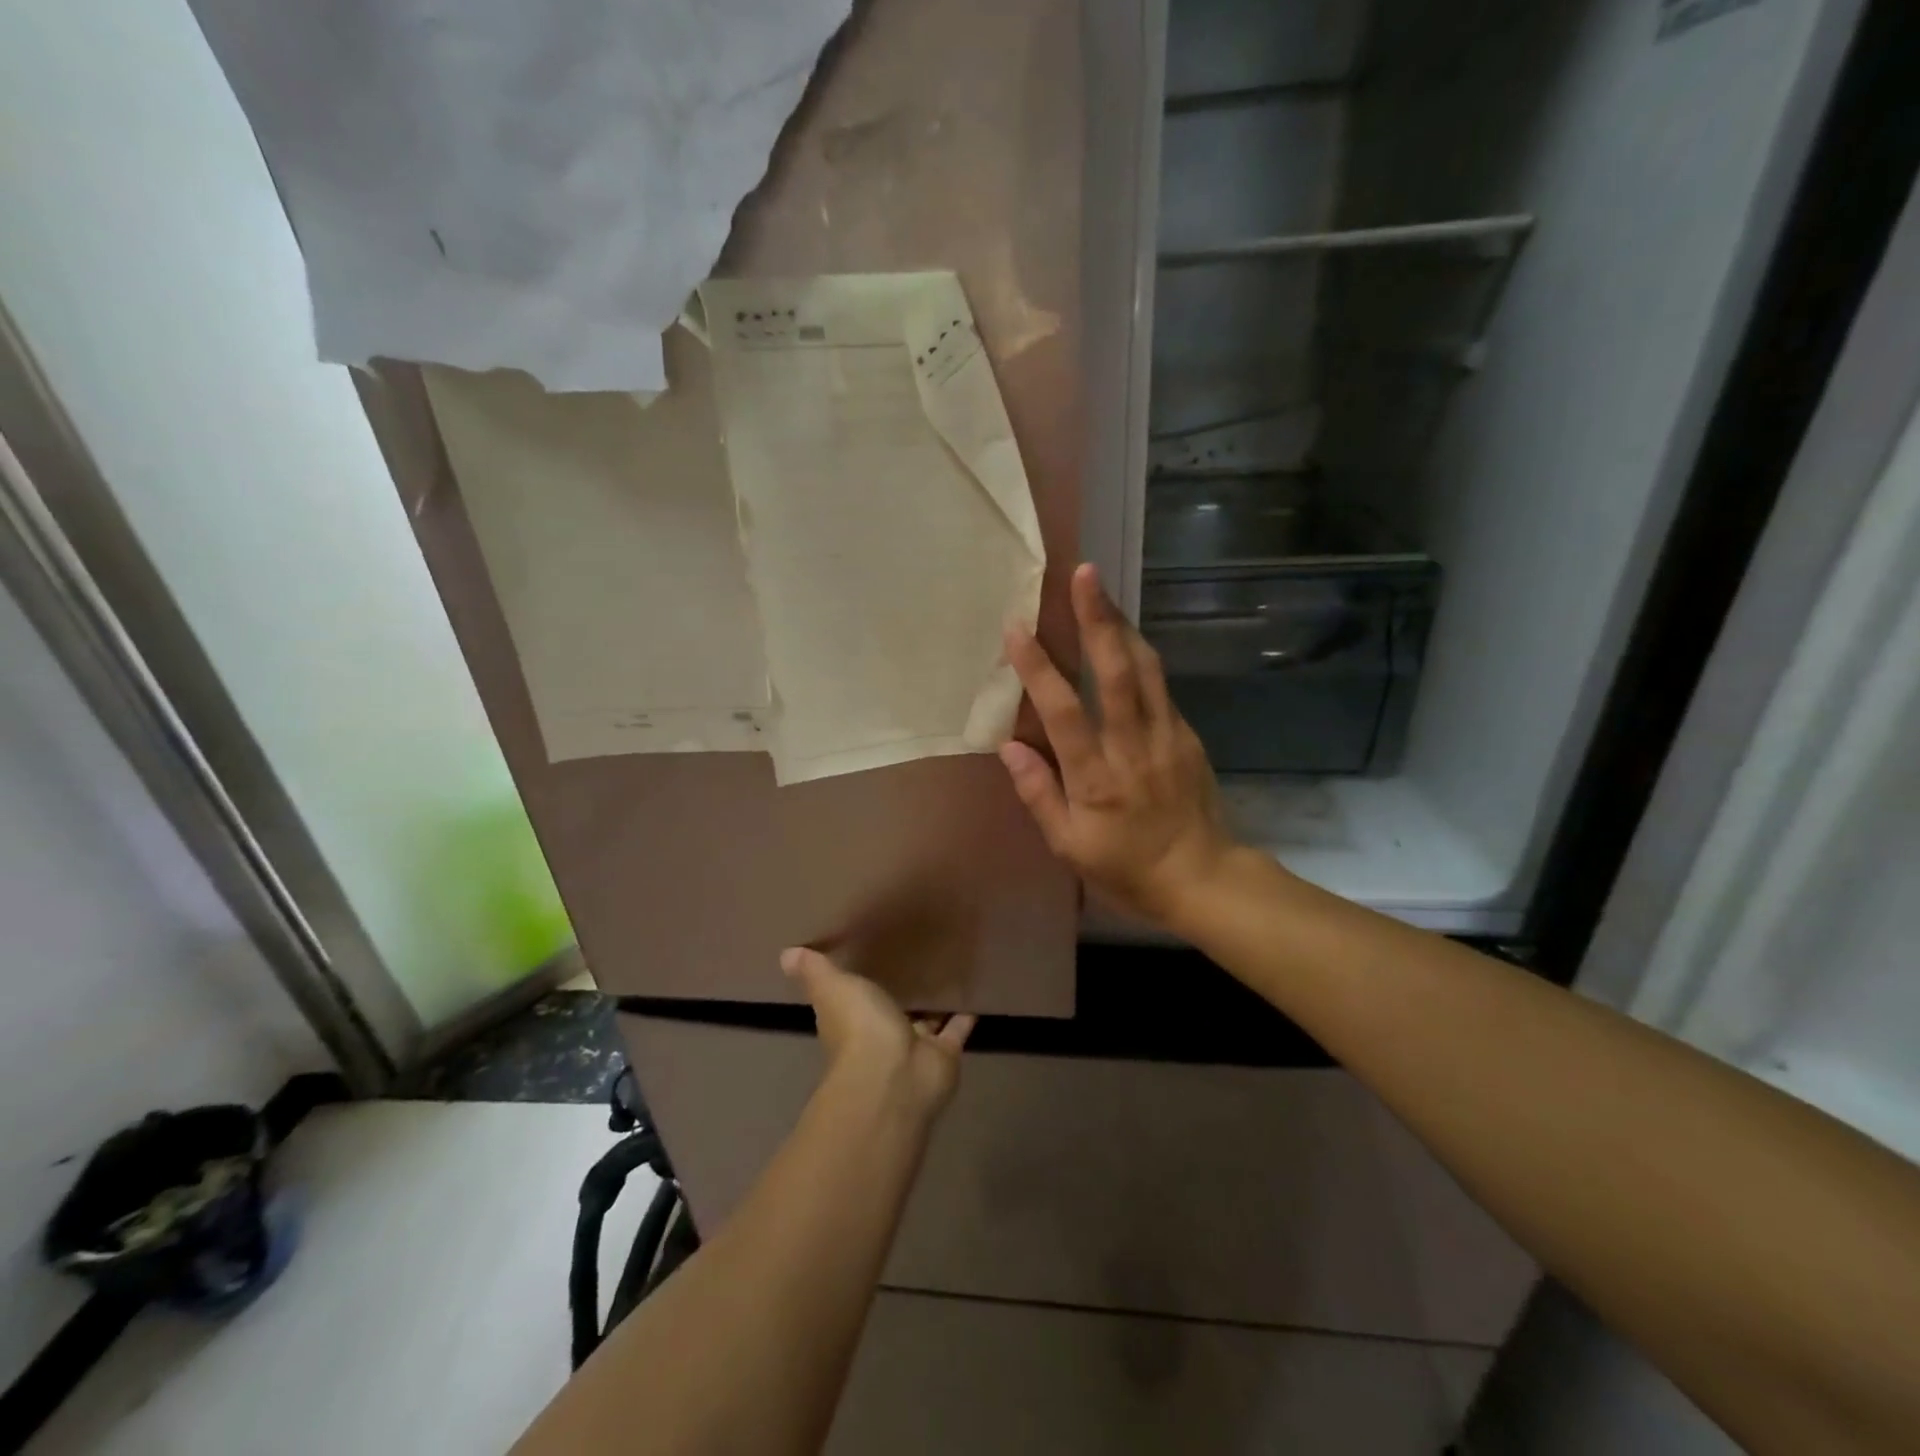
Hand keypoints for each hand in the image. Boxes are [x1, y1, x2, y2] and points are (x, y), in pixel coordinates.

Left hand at [781, 947, 973, 1113]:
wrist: (894, 1077)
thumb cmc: (859, 1029)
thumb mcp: (833, 988)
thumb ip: (816, 971)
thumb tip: (786, 954)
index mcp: (850, 1019)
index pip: (854, 998)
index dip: (860, 981)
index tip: (873, 954)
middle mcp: (880, 1035)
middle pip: (891, 1010)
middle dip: (900, 993)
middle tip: (918, 957)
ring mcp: (913, 1048)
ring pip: (925, 1021)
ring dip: (933, 1004)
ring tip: (949, 969)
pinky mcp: (944, 1054)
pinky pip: (956, 1030)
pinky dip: (965, 1015)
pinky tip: (976, 991)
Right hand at [1000, 563, 1237, 928]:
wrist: (1203, 877)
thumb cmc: (1127, 867)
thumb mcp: (1070, 846)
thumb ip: (1039, 794)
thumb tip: (1009, 747)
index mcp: (1097, 778)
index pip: (1064, 711)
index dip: (1039, 668)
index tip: (1017, 629)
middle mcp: (1133, 746)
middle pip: (1116, 672)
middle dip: (1098, 619)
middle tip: (1083, 574)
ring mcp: (1167, 736)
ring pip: (1146, 668)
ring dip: (1122, 625)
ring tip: (1101, 591)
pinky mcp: (1187, 735)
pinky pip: (1160, 685)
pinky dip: (1140, 654)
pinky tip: (1125, 638)